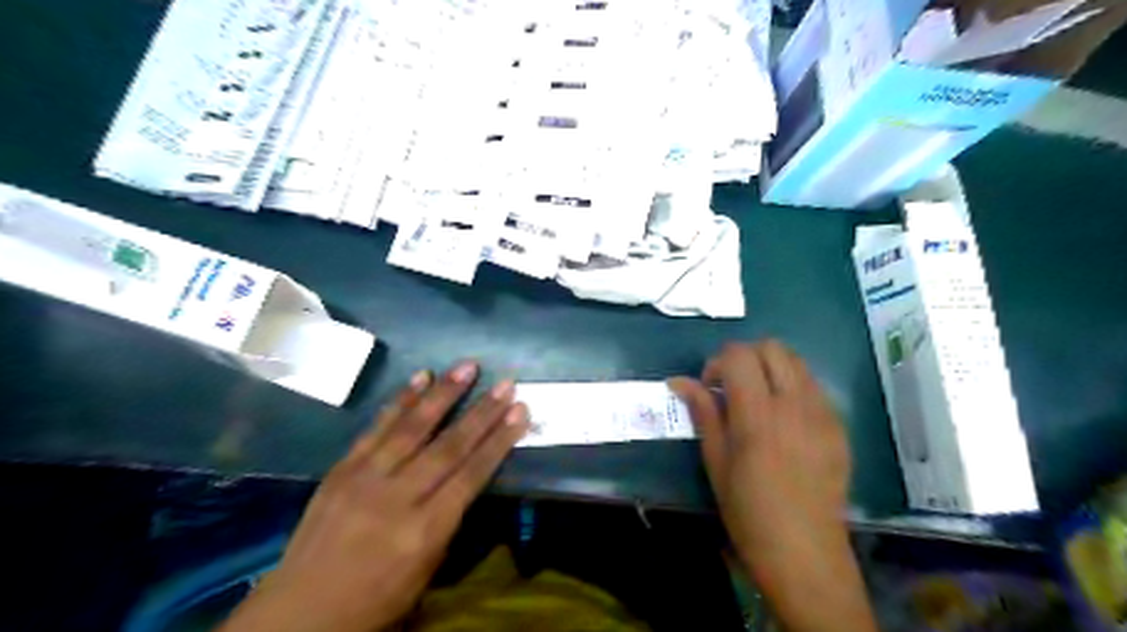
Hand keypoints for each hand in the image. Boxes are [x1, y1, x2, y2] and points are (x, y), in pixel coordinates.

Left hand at [226, 361, 533, 630]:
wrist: (299, 612)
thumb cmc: (376, 599)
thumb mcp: (427, 568)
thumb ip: (449, 518)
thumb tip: (469, 473)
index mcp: (424, 531)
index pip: (471, 475)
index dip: (499, 440)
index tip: (520, 412)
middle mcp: (396, 498)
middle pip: (448, 446)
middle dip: (481, 412)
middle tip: (506, 383)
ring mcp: (364, 478)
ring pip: (413, 427)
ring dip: (444, 393)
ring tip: (468, 366)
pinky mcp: (342, 468)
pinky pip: (376, 427)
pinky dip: (401, 400)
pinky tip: (421, 377)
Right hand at [667, 340, 869, 631]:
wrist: (805, 553)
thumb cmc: (749, 512)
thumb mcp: (716, 462)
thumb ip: (703, 413)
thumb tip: (679, 381)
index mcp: (758, 415)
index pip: (739, 355)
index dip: (718, 362)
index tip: (711, 387)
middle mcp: (794, 404)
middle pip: (772, 347)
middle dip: (746, 356)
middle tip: (733, 386)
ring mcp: (822, 413)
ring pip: (796, 361)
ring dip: (771, 368)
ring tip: (758, 399)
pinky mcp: (839, 425)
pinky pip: (814, 386)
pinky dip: (793, 385)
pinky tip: (783, 418)